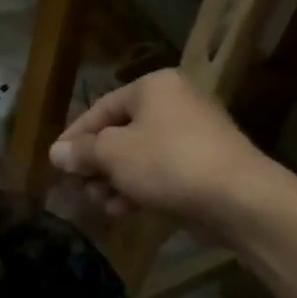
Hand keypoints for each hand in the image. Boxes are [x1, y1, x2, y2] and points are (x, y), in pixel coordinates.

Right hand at [49, 69, 280, 225]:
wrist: (240, 198)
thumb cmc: (168, 162)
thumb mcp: (114, 154)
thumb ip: (83, 152)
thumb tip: (56, 153)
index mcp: (154, 87)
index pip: (101, 108)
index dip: (75, 136)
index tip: (56, 161)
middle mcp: (176, 103)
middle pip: (121, 132)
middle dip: (97, 163)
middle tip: (79, 187)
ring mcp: (194, 135)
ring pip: (141, 156)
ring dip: (115, 180)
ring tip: (99, 203)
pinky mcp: (206, 166)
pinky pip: (162, 172)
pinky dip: (140, 187)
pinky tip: (122, 210)